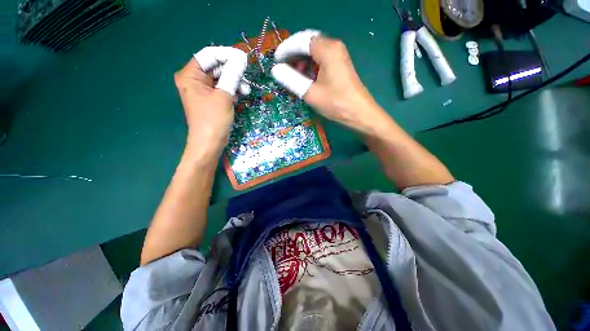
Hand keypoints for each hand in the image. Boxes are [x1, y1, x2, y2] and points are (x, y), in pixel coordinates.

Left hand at [174, 46, 246, 155]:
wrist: (209, 144)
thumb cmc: (213, 120)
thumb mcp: (224, 96)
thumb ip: (232, 75)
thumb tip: (241, 58)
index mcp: (190, 75)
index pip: (209, 55)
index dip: (227, 55)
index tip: (244, 59)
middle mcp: (194, 79)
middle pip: (215, 66)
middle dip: (232, 71)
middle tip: (246, 77)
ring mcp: (203, 90)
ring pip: (221, 78)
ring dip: (234, 82)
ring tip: (246, 91)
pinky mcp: (211, 99)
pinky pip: (222, 88)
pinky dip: (232, 90)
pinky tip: (241, 95)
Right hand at [271, 30, 392, 135]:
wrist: (359, 114)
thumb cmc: (336, 104)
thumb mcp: (310, 93)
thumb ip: (291, 79)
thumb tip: (276, 70)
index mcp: (328, 49)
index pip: (301, 41)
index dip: (286, 50)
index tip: (275, 61)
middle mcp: (334, 47)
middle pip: (308, 44)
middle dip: (293, 55)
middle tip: (282, 68)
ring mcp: (338, 56)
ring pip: (314, 52)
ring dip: (301, 61)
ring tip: (292, 75)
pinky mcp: (340, 66)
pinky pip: (321, 60)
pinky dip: (310, 67)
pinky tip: (305, 77)